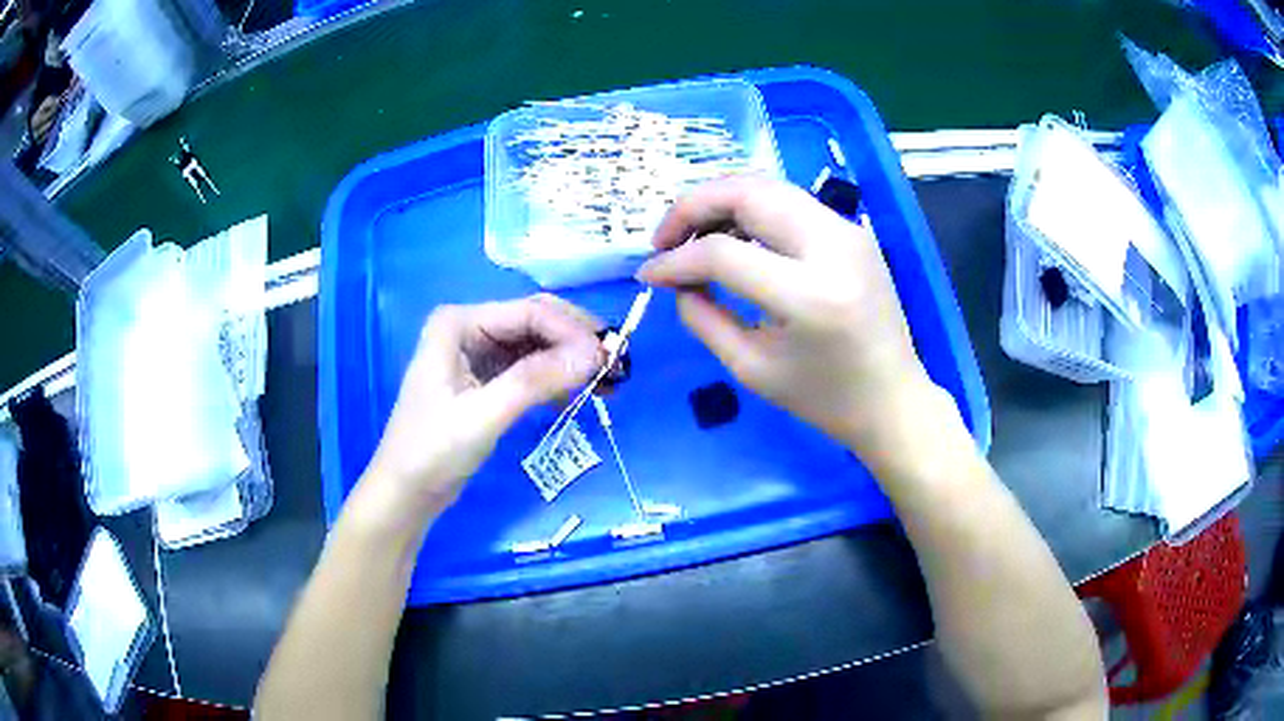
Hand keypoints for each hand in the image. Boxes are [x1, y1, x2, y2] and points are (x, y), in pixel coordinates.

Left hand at [366, 295, 604, 510]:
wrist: (406, 492)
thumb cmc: (433, 450)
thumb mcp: (484, 415)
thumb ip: (536, 381)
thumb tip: (596, 355)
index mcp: (459, 322)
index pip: (529, 313)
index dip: (572, 332)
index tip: (611, 358)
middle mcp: (469, 328)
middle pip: (535, 323)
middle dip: (575, 343)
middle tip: (618, 368)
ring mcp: (477, 353)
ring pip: (536, 346)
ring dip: (570, 362)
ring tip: (609, 383)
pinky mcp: (485, 379)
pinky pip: (529, 369)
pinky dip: (555, 380)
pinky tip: (579, 396)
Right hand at [637, 176, 937, 467]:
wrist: (892, 398)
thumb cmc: (823, 398)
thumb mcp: (750, 369)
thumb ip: (702, 317)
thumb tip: (673, 278)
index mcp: (809, 296)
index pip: (722, 252)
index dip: (675, 260)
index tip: (649, 274)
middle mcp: (833, 247)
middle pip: (746, 192)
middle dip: (692, 205)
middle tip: (665, 239)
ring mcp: (848, 231)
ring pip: (767, 185)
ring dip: (720, 201)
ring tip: (694, 237)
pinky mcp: (852, 229)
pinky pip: (789, 200)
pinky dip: (750, 208)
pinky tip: (734, 237)